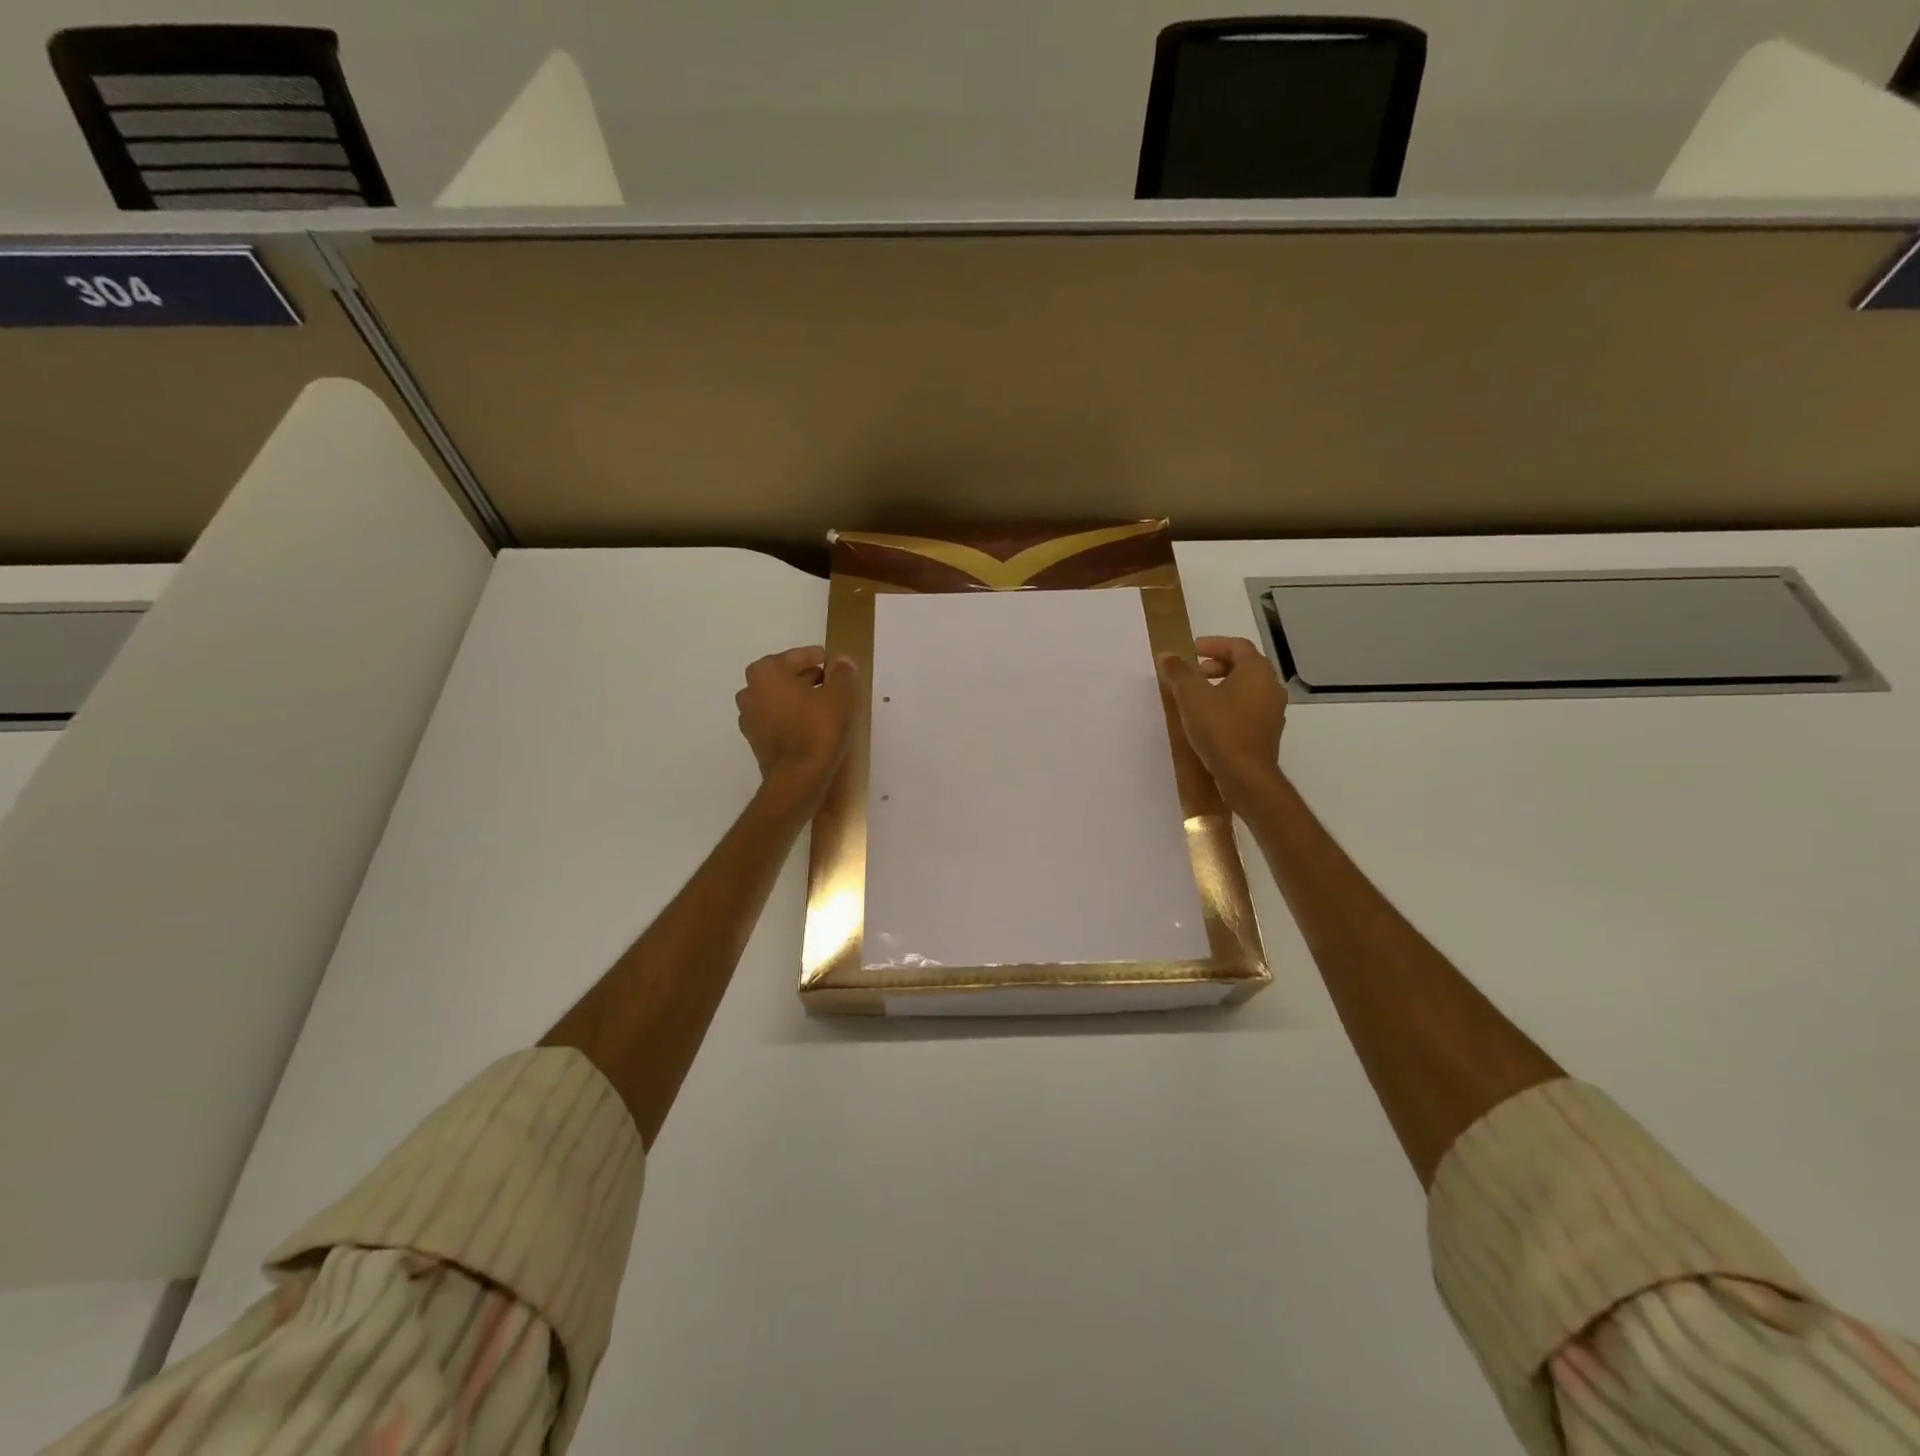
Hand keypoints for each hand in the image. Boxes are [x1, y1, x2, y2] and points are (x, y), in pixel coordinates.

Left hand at [736, 646, 857, 817]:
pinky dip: (793, 719)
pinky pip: (778, 721)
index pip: (797, 656)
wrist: (798, 779)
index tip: (836, 664)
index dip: (819, 658)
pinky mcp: (756, 742)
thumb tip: (842, 661)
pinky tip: (814, 727)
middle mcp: (750, 692)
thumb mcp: (840, 695)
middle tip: (834, 684)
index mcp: (765, 673)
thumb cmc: (818, 729)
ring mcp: (750, 719)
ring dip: (800, 699)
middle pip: (784, 677)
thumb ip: (842, 673)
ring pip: (780, 700)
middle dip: (808, 678)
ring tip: (827, 707)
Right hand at [1159, 636, 1287, 808]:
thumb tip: (1167, 655)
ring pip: (1247, 687)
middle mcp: (1271, 686)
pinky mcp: (1267, 731)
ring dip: (1223, 685)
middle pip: (1245, 665)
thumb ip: (1179, 672)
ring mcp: (1273, 710)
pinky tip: (1211, 718)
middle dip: (1217, 665)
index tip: (1191, 650)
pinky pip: (1249, 707)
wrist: (1245, 775)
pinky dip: (1230, 704)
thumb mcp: (1191, 696)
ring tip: (1198, 696)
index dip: (1213, 644)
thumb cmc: (1220, 728)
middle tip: (1193, 674)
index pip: (1237, 646)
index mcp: (1257, 671)